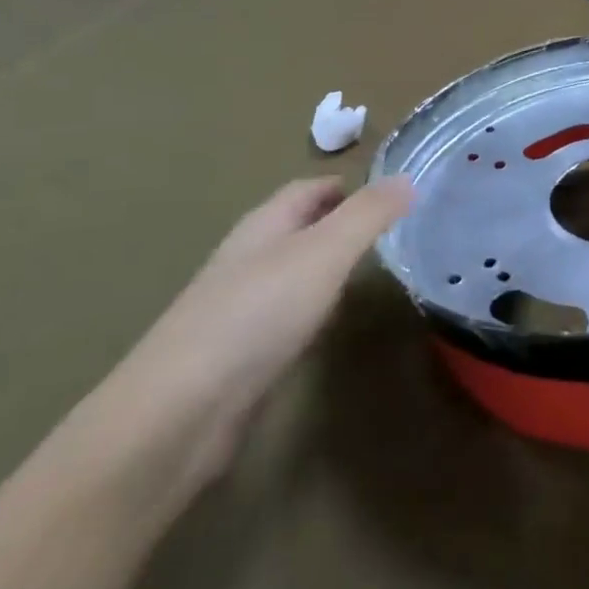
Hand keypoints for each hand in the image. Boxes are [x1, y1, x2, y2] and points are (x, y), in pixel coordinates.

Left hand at [77, 177, 412, 495]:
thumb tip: (407, 178)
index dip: (347, 186)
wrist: (182, 410)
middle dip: (341, 224)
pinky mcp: (241, 352)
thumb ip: (367, 215)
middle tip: (393, 232)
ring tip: (373, 273)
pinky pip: (287, 315)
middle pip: (299, 228)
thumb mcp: (325, 252)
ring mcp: (241, 306)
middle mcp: (250, 257)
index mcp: (264, 225)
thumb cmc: (258, 313)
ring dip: (328, 267)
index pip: (308, 189)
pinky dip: (314, 309)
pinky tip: (332, 326)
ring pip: (294, 272)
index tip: (391, 193)